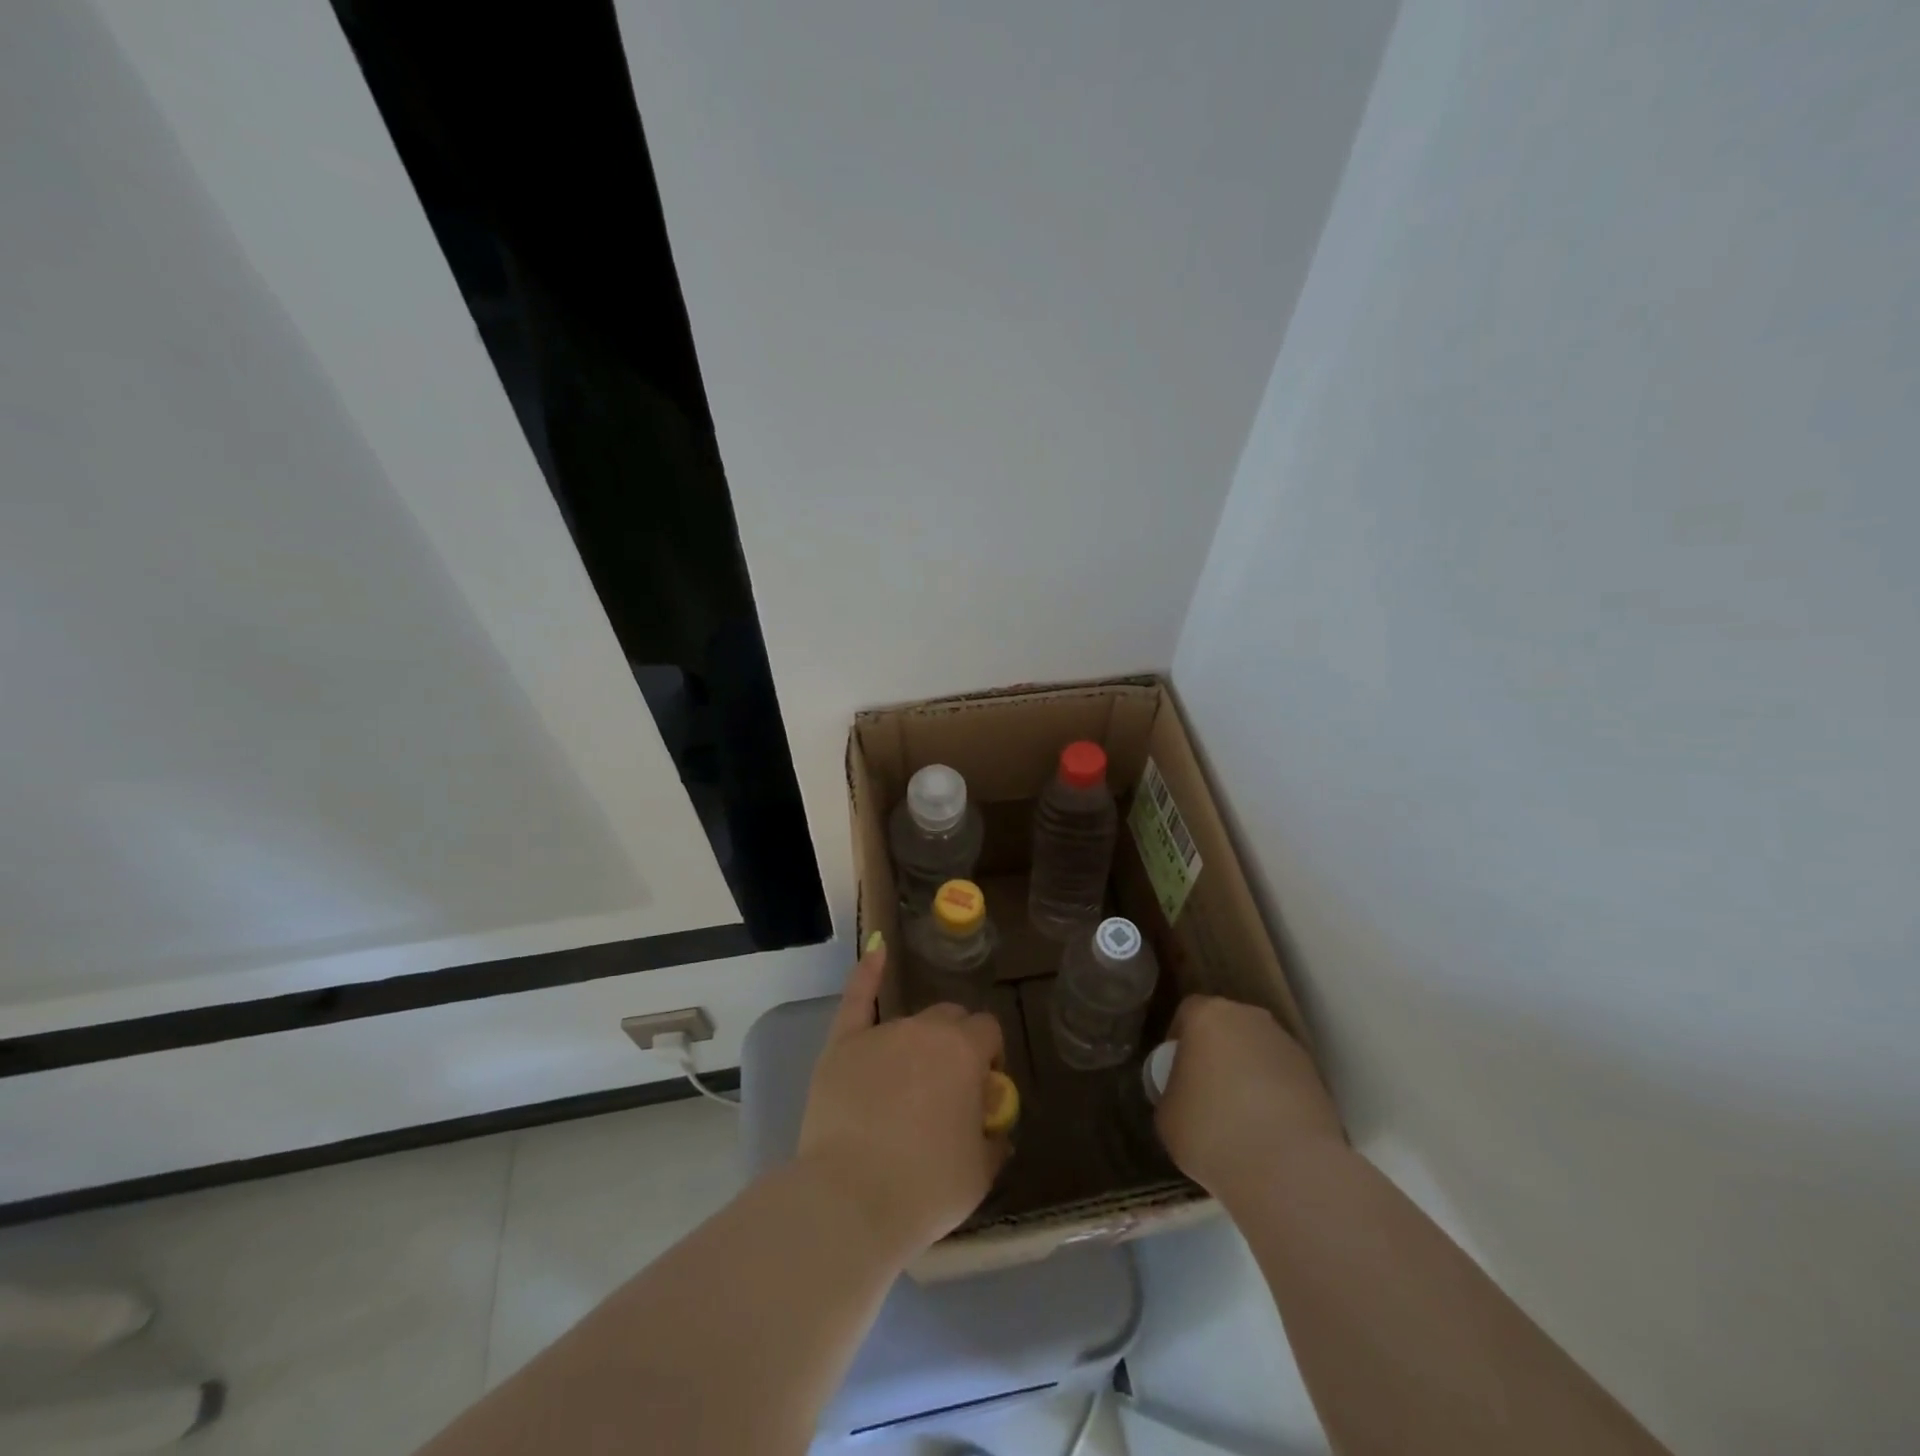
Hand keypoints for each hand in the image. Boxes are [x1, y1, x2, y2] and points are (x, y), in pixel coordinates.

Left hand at [796, 942, 1007, 1257]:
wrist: (851, 1201)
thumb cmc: (925, 1189)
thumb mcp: (979, 1173)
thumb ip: (993, 1140)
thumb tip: (994, 1128)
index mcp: (964, 1051)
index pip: (987, 1031)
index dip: (989, 1057)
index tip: (982, 1091)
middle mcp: (925, 1029)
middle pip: (950, 1019)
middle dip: (956, 1043)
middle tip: (947, 1089)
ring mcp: (881, 1033)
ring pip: (911, 1022)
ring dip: (918, 1043)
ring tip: (908, 1085)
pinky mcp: (842, 1045)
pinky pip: (857, 998)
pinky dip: (867, 974)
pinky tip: (876, 950)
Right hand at [1155, 994, 1342, 1198]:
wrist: (1288, 1168)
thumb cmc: (1212, 1130)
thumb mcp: (1167, 1114)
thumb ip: (1174, 1091)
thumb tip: (1187, 1096)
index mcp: (1208, 1015)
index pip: (1188, 1013)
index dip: (1179, 1041)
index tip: (1175, 1072)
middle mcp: (1250, 1018)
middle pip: (1227, 1028)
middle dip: (1217, 1054)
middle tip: (1206, 1092)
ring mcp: (1288, 1046)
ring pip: (1258, 1052)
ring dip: (1248, 1075)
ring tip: (1241, 1119)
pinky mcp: (1317, 1078)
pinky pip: (1284, 1079)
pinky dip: (1275, 1097)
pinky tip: (1268, 1132)